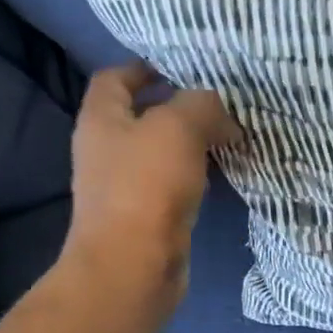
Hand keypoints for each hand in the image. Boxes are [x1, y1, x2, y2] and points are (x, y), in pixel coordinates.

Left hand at [58, 64, 235, 325]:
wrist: (134, 265)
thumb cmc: (148, 187)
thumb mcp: (179, 128)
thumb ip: (202, 105)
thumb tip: (221, 113)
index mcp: (102, 119)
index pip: (116, 78)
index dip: (146, 67)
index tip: (184, 67)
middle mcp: (106, 149)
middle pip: (142, 115)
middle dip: (180, 107)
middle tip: (221, 104)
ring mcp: (125, 186)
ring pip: (162, 152)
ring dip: (193, 143)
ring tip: (230, 136)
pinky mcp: (146, 216)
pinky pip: (173, 183)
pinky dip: (196, 175)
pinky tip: (222, 175)